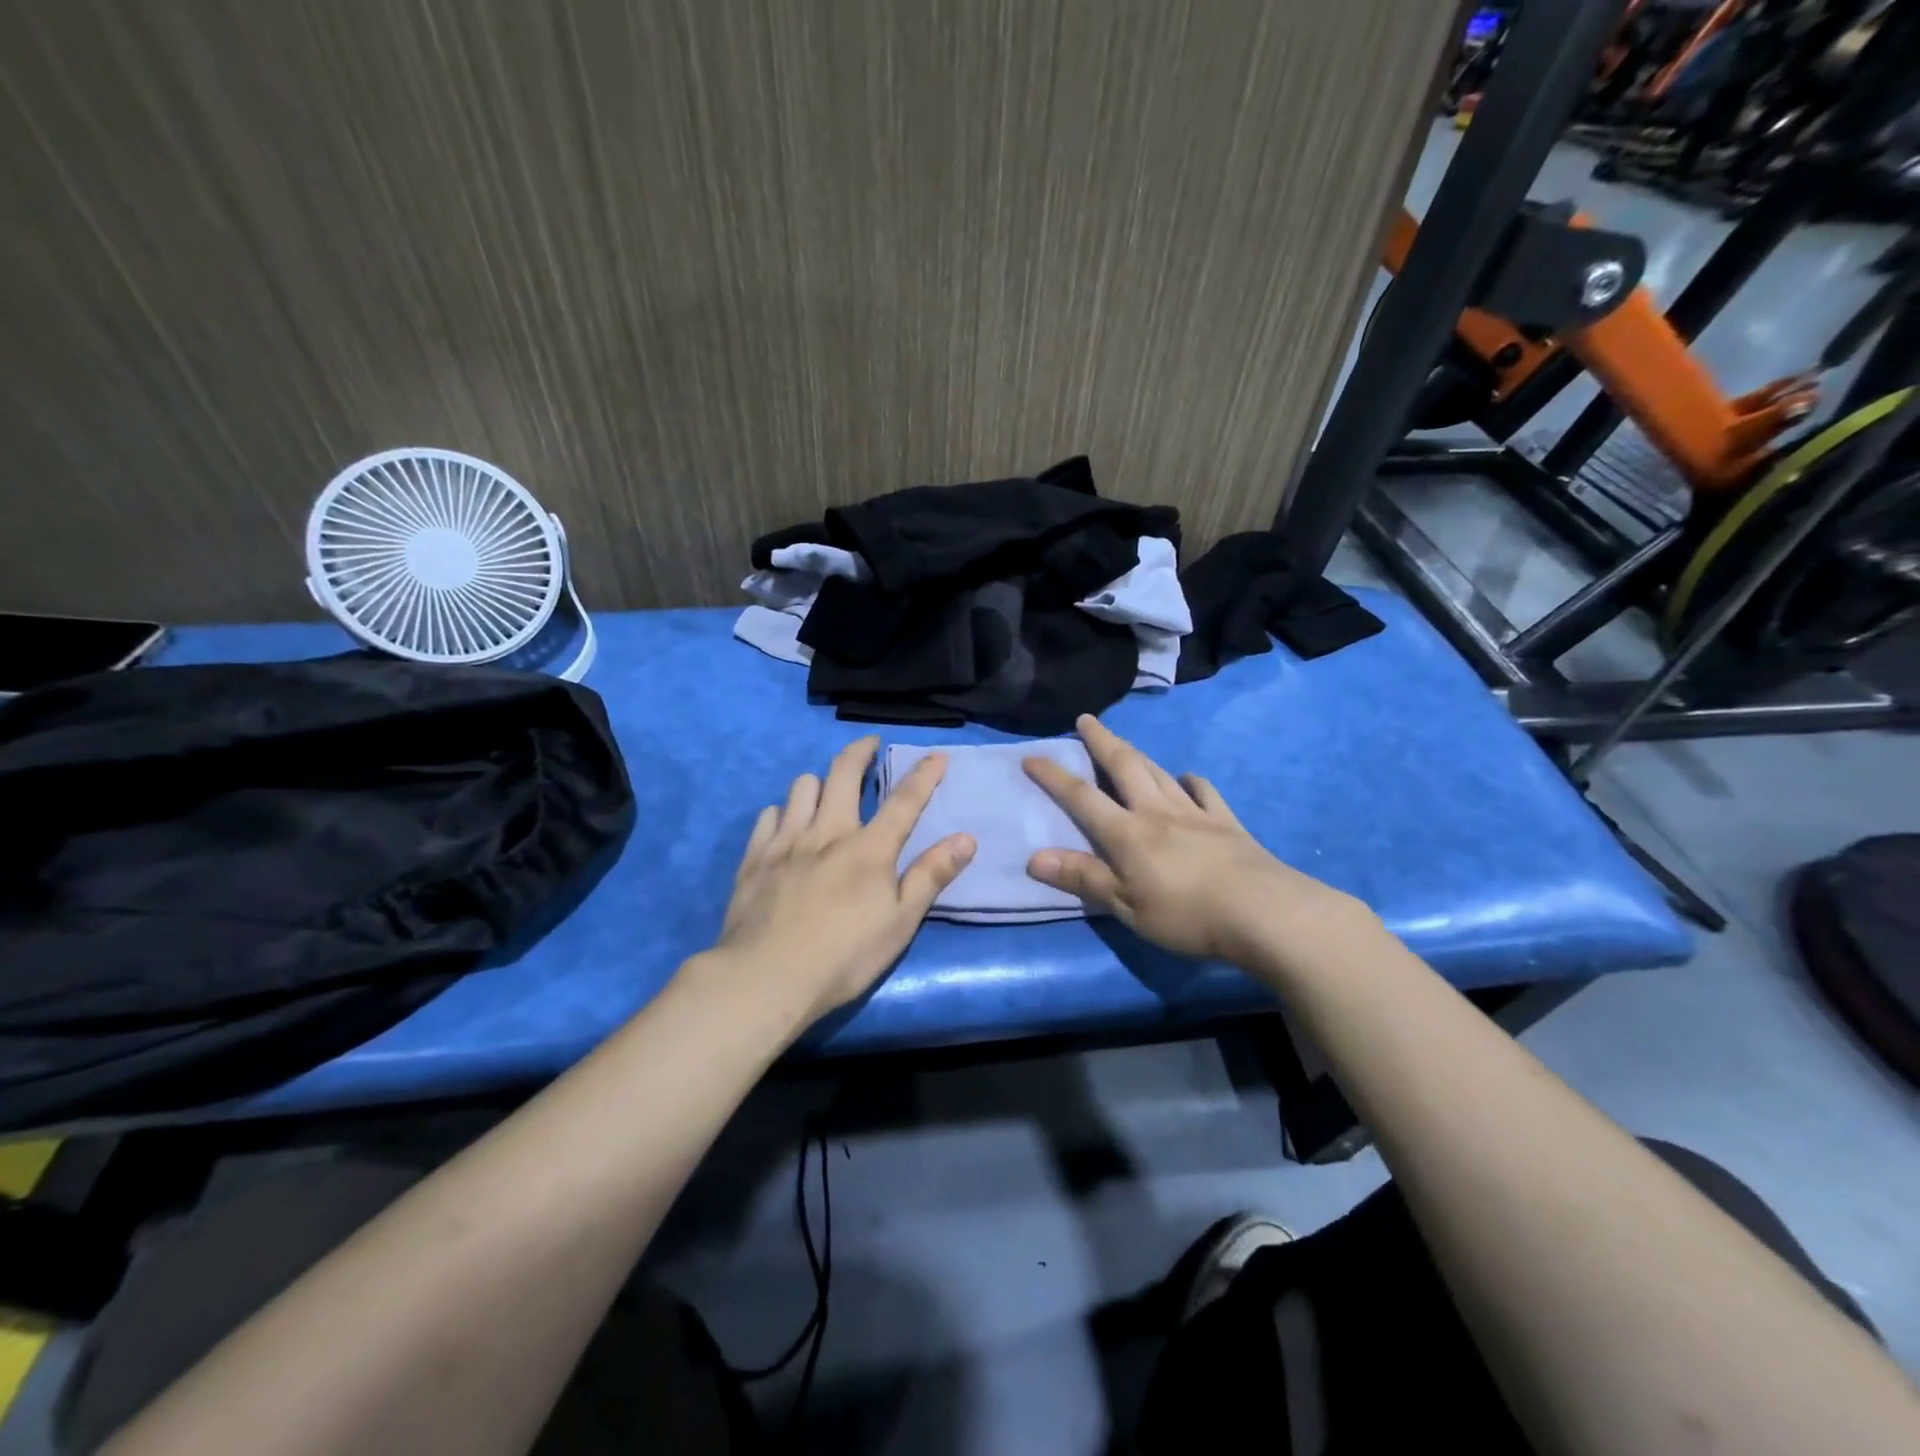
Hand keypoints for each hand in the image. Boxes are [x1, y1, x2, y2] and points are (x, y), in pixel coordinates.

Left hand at [709, 737, 974, 1020]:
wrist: (764, 978)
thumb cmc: (842, 958)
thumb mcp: (899, 924)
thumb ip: (931, 877)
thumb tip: (965, 838)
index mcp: (869, 849)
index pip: (904, 800)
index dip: (923, 775)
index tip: (936, 755)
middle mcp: (827, 832)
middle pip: (843, 773)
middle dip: (860, 751)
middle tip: (869, 745)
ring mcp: (786, 841)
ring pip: (802, 786)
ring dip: (819, 781)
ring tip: (826, 791)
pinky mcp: (755, 857)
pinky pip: (768, 815)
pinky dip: (783, 812)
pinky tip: (786, 826)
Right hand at [1023, 715, 1355, 965]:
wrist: (1264, 913)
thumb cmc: (1186, 915)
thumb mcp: (1125, 905)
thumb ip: (1082, 878)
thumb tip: (1034, 857)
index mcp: (1127, 833)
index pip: (1081, 797)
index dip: (1054, 776)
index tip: (1031, 755)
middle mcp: (1157, 812)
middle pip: (1124, 767)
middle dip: (1100, 741)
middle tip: (1086, 719)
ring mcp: (1195, 813)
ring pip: (1159, 773)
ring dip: (1137, 754)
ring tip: (1124, 743)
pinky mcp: (1226, 823)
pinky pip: (1204, 792)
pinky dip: (1191, 781)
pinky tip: (1188, 779)